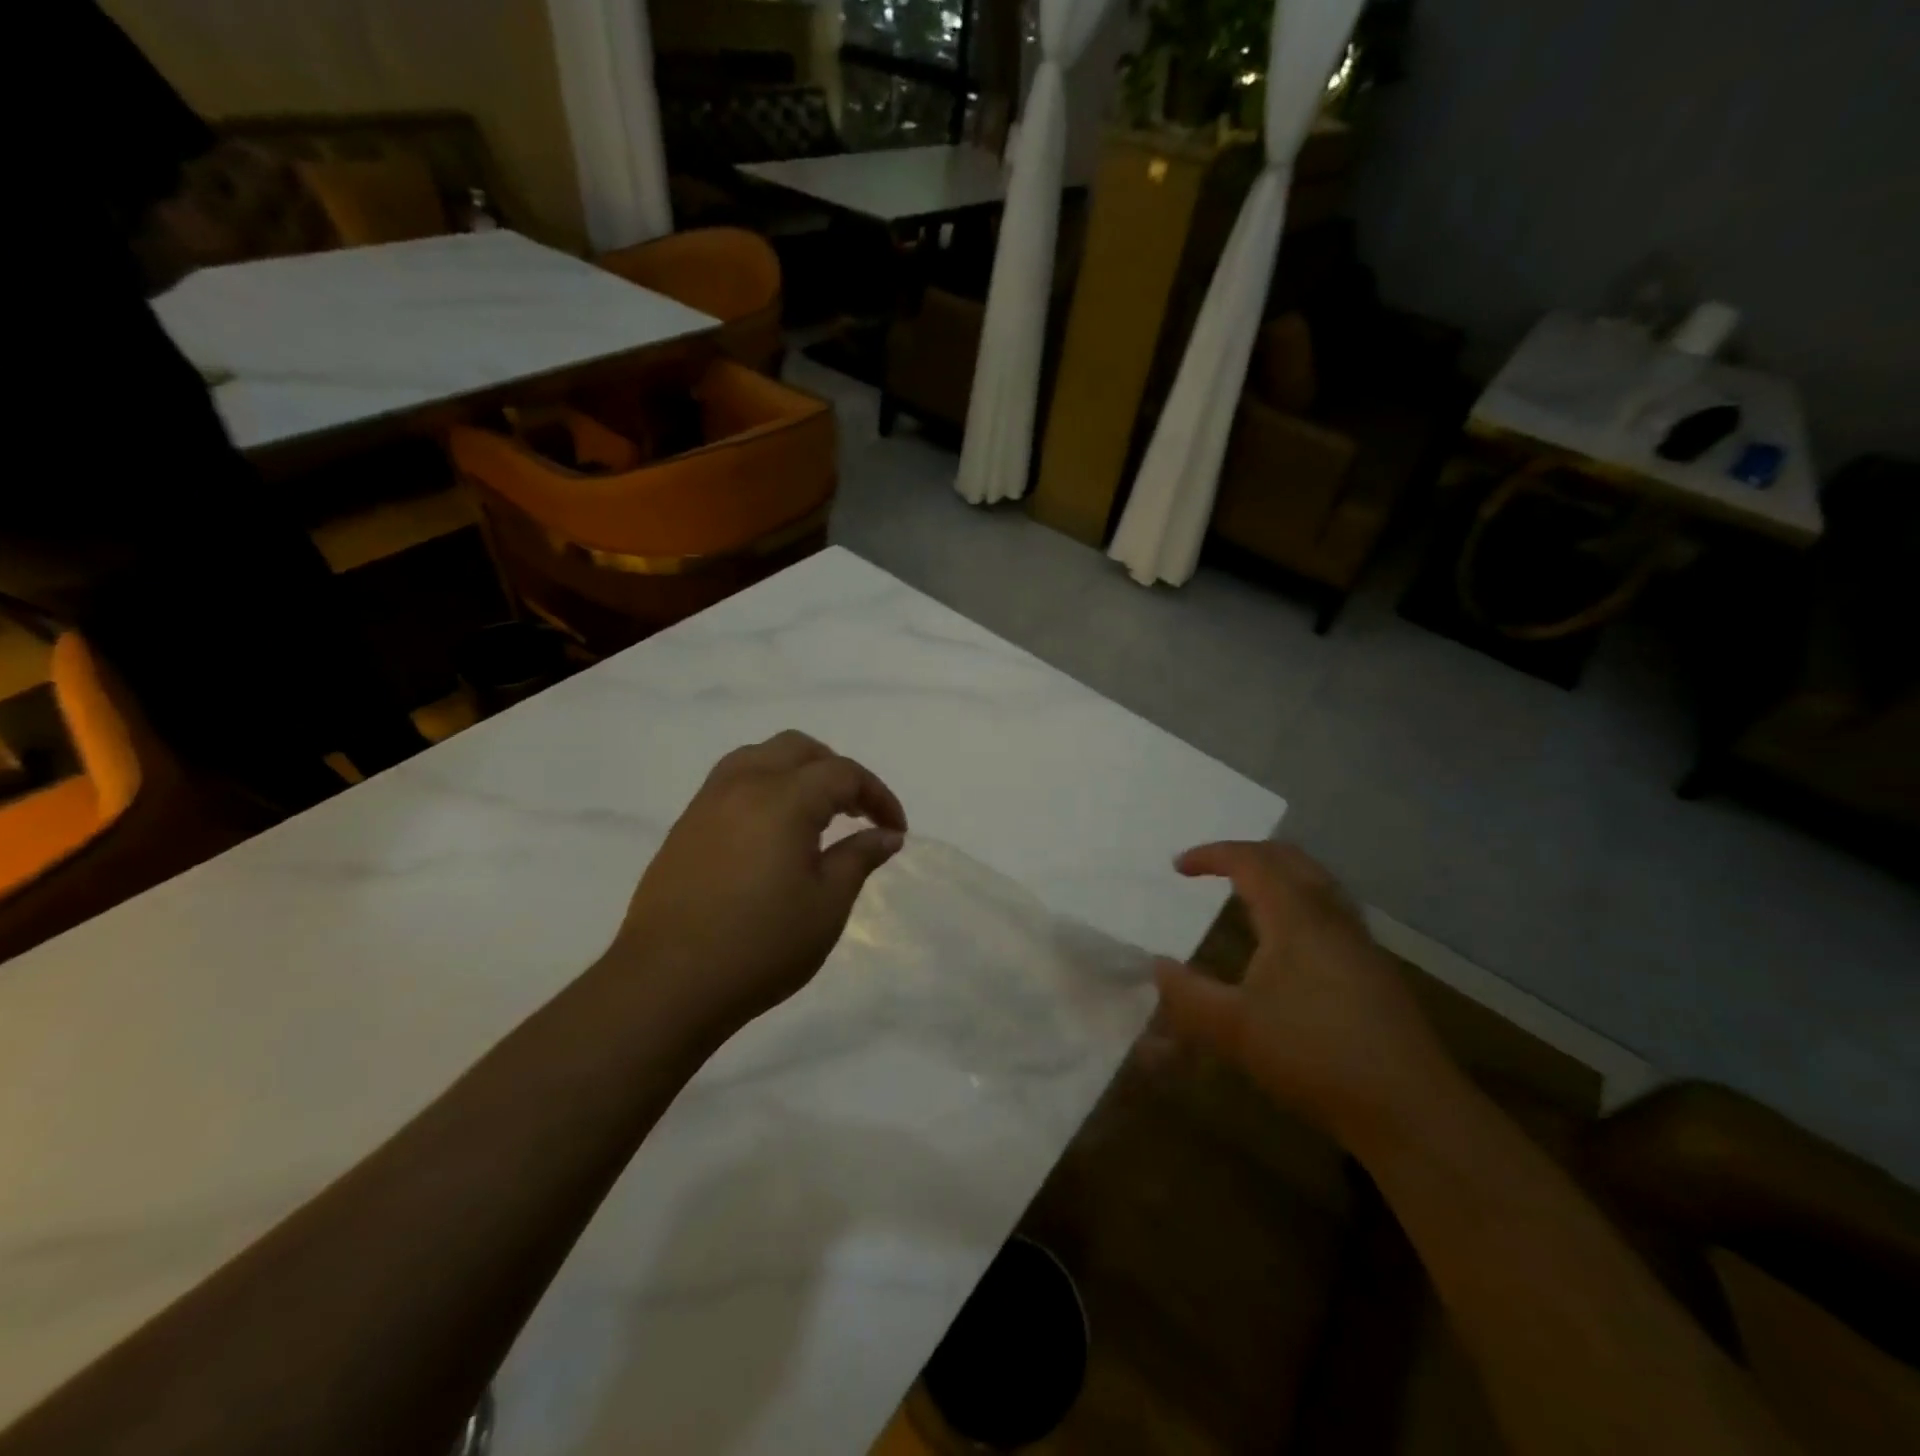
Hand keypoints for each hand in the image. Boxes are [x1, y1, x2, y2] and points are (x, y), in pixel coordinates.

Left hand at [608, 732, 907, 1040]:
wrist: (667, 984)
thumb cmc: (760, 946)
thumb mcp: (827, 905)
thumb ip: (859, 858)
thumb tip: (887, 834)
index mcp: (783, 799)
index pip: (843, 773)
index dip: (878, 796)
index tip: (895, 830)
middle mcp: (743, 785)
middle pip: (798, 749)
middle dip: (837, 771)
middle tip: (857, 812)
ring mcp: (707, 803)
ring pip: (759, 757)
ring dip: (797, 772)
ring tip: (815, 813)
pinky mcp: (685, 826)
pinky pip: (732, 782)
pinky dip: (765, 787)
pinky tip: (772, 832)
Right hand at [1153, 842, 1459, 1143]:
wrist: (1409, 1108)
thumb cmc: (1313, 1054)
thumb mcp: (1234, 1028)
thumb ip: (1188, 995)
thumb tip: (1158, 966)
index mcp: (1296, 916)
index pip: (1250, 861)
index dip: (1211, 855)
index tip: (1178, 867)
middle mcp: (1331, 917)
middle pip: (1290, 859)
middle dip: (1247, 854)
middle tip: (1215, 868)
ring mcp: (1359, 943)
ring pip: (1316, 884)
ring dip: (1278, 876)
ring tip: (1248, 895)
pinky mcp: (1374, 971)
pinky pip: (1330, 911)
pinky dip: (1298, 903)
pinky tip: (1288, 943)